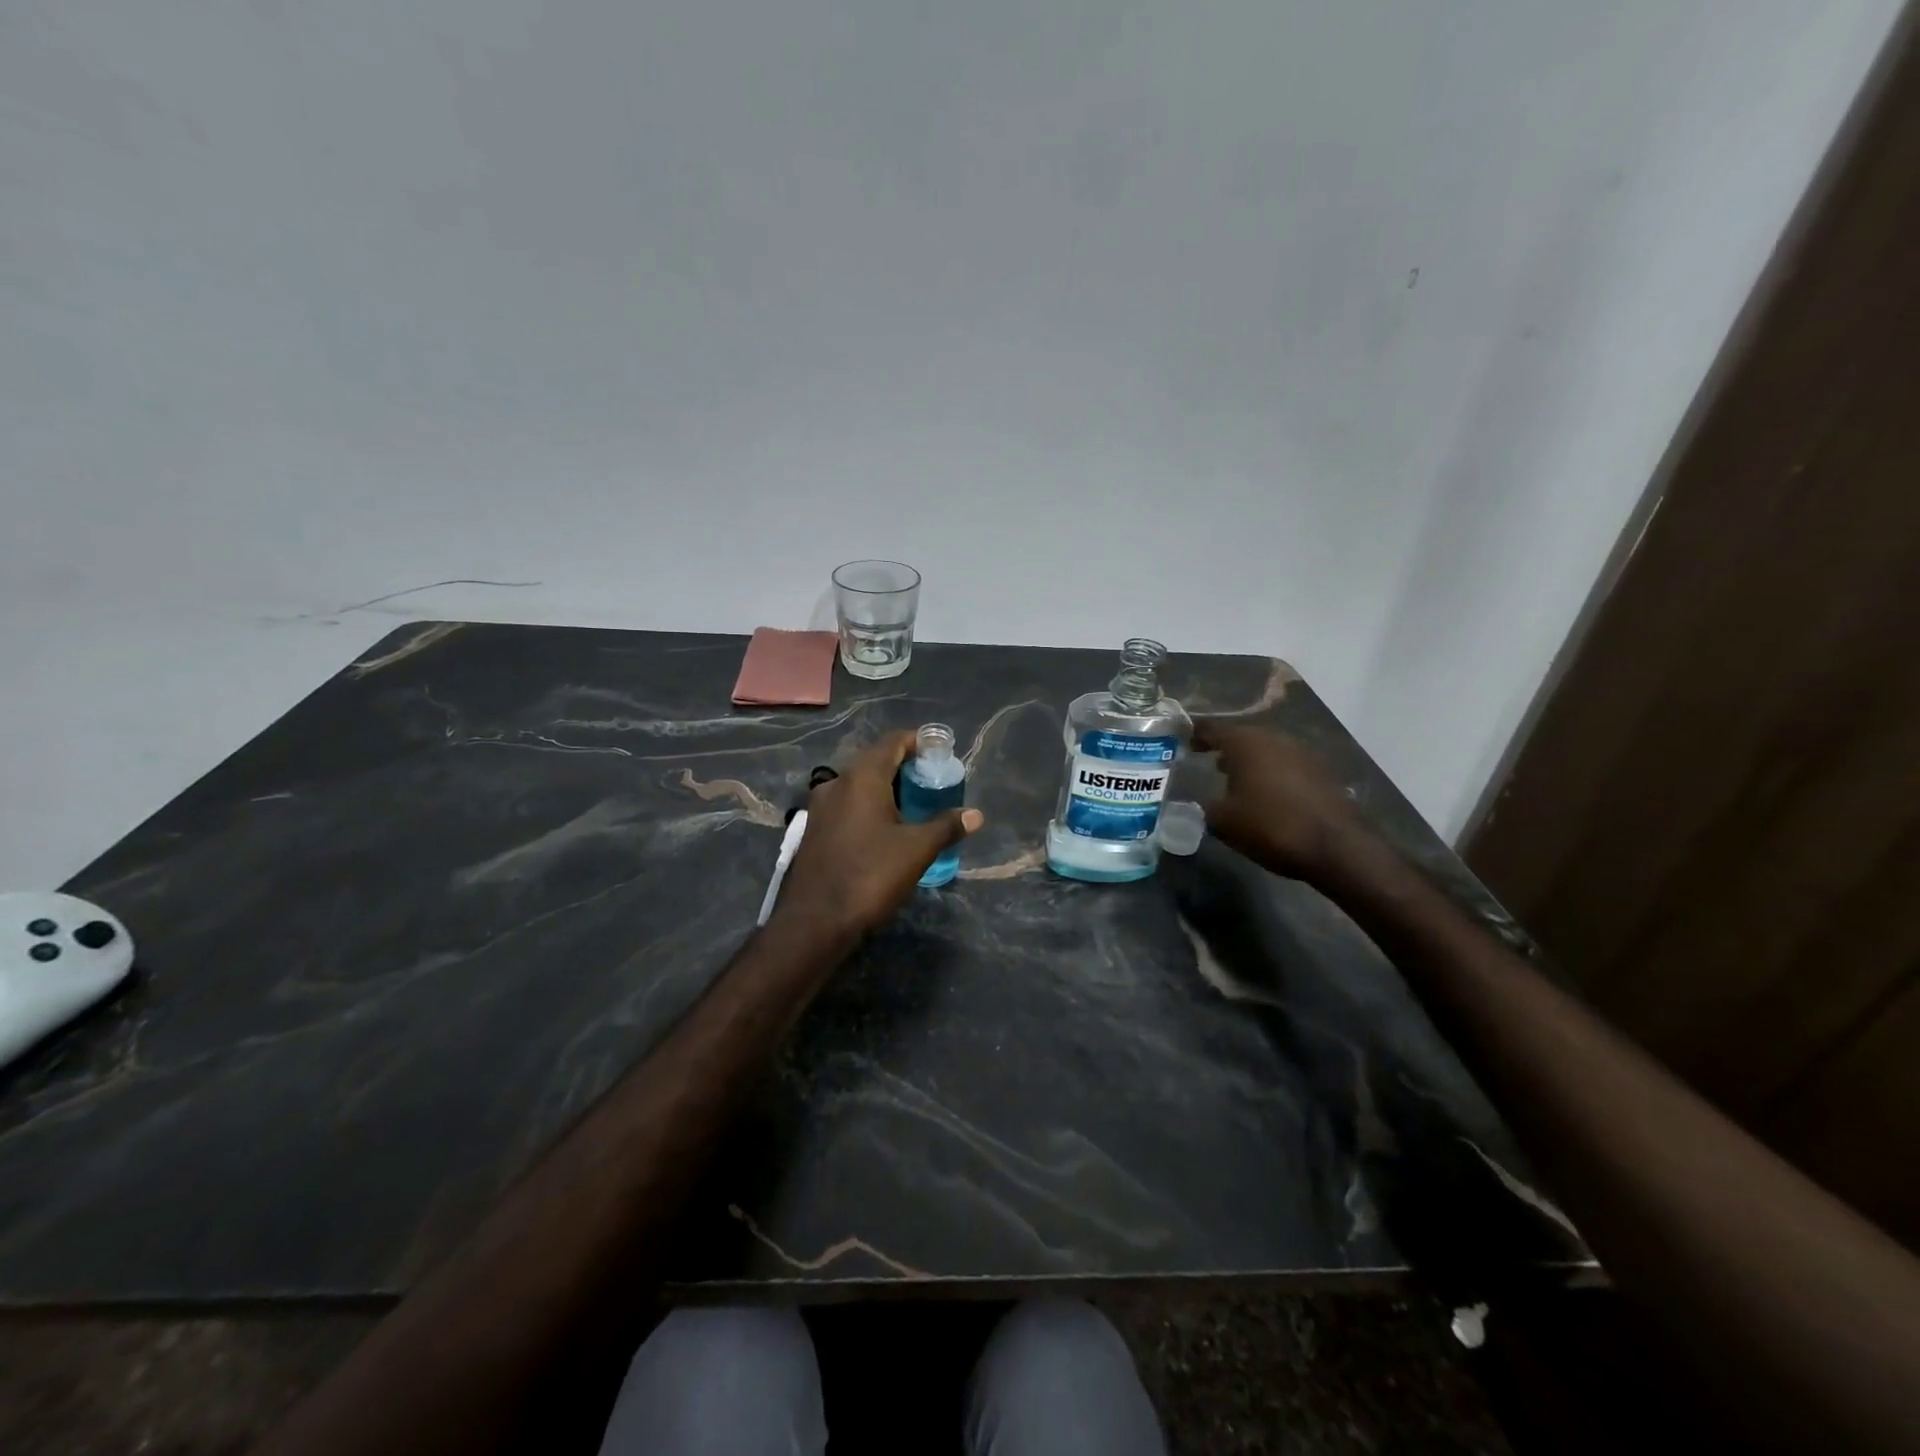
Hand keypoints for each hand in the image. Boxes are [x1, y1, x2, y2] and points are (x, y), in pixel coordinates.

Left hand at [775, 731, 984, 941]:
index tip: (940, 752)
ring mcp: (820, 807)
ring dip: (885, 787)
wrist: (815, 921)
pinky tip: (885, 828)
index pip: (892, 742)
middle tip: (931, 781)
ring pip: (858, 784)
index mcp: (862, 777)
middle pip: (874, 760)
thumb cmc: (870, 875)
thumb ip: (946, 826)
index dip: (918, 741)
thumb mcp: (917, 850)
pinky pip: (846, 804)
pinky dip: (868, 806)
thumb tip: (975, 814)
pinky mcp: (813, 829)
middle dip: (904, 766)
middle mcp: (837, 783)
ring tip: (913, 805)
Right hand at [1192, 721, 1369, 882]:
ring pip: (1267, 749)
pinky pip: (1286, 765)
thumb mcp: (1223, 822)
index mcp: (1246, 743)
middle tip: (1208, 761)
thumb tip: (1200, 803)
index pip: (1212, 729)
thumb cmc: (1271, 826)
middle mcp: (1274, 739)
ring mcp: (1302, 753)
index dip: (1196, 734)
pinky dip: (1271, 773)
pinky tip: (1266, 793)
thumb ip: (1204, 807)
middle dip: (1225, 748)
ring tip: (1235, 778)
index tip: (1184, 743)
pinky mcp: (1322, 771)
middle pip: (1243, 736)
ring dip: (1250, 761)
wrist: (1337, 847)